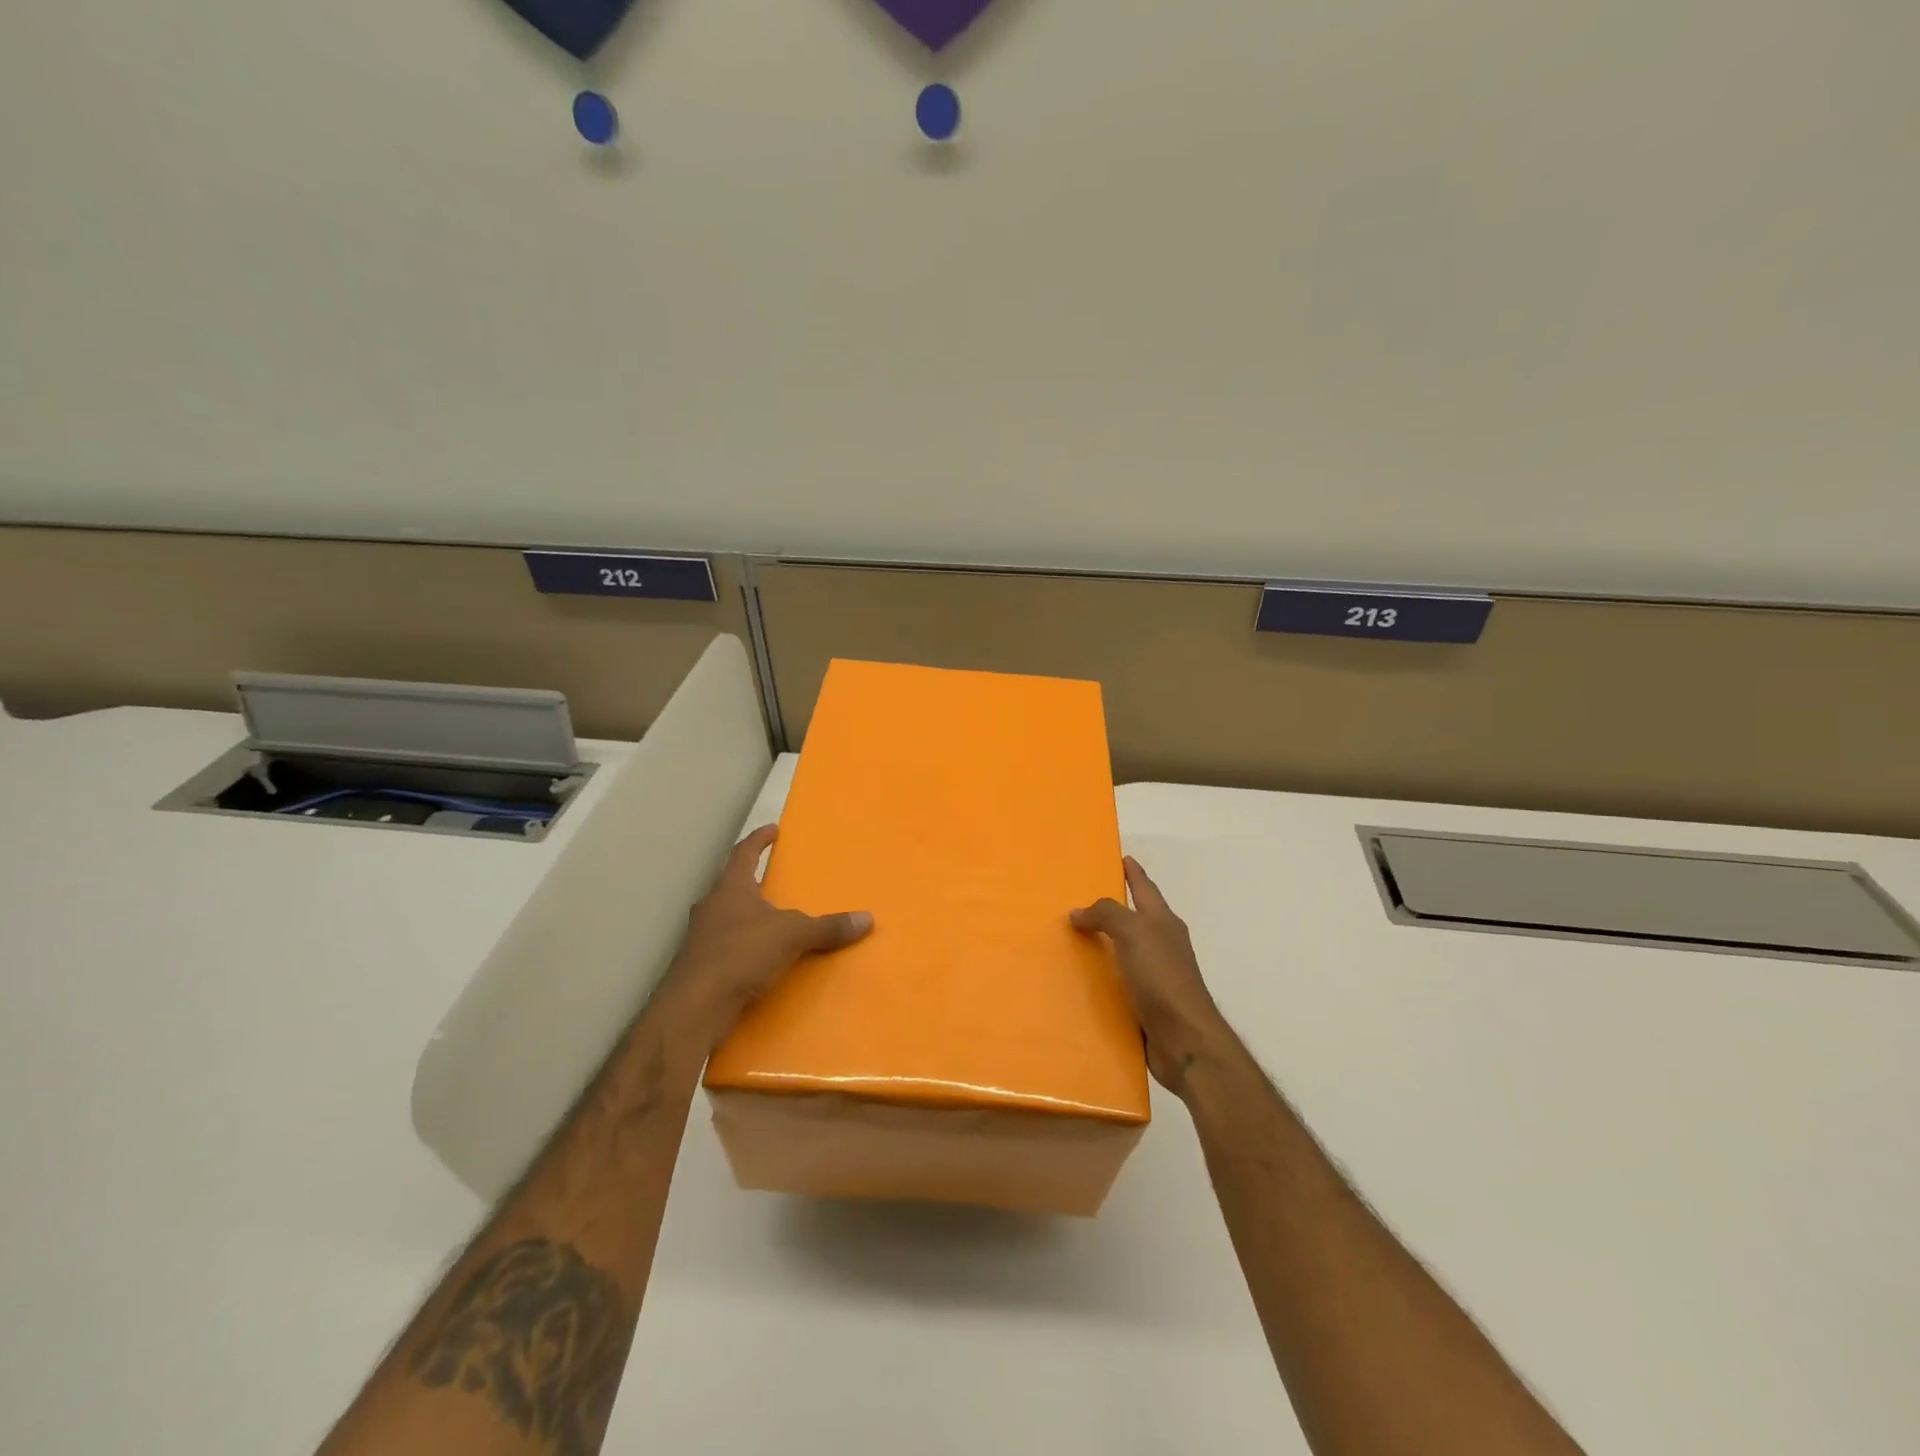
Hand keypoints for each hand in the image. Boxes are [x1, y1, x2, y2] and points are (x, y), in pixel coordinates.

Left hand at [656, 824, 871, 1048]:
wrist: (695, 1006)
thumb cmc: (741, 954)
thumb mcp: (792, 936)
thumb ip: (827, 927)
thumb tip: (867, 919)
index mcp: (730, 888)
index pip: (744, 853)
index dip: (759, 839)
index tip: (772, 829)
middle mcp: (710, 906)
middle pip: (729, 883)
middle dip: (750, 878)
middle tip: (770, 875)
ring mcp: (700, 937)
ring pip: (724, 915)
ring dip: (744, 913)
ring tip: (767, 917)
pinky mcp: (698, 965)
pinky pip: (724, 945)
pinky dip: (741, 944)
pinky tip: (755, 956)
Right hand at [1071, 856, 1224, 1096]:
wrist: (1184, 1039)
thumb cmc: (1162, 977)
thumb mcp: (1134, 932)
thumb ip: (1107, 915)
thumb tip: (1078, 911)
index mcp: (1163, 922)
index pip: (1145, 887)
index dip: (1133, 872)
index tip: (1121, 857)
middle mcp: (1162, 944)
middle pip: (1136, 918)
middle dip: (1113, 908)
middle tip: (1081, 899)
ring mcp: (1156, 975)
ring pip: (1125, 951)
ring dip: (1104, 944)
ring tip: (1073, 939)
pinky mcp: (1147, 1004)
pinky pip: (1119, 982)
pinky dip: (1102, 977)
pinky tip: (1082, 981)